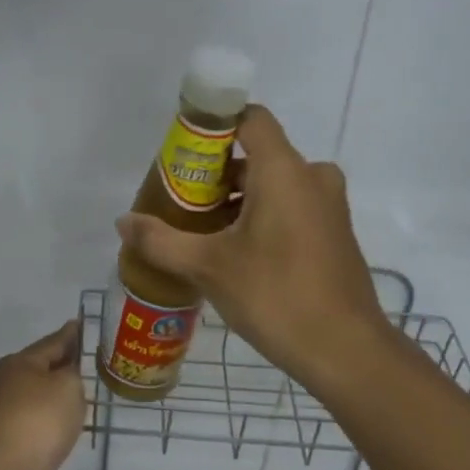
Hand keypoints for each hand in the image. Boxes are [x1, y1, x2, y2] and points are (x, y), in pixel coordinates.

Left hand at [0, 319, 85, 469]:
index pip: (53, 341)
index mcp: (20, 363)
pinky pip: (30, 428)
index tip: (84, 325)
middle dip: (62, 368)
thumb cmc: (34, 424)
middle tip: (89, 369)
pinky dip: (45, 427)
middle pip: (40, 370)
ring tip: (79, 404)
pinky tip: (58, 436)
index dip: (72, 334)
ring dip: (53, 401)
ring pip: (34, 400)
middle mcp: (4, 384)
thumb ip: (74, 375)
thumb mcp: (67, 389)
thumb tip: (66, 374)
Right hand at [116, 105, 388, 390]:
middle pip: (257, 155)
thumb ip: (161, 240)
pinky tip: (236, 254)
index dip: (214, 125)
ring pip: (274, 184)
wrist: (345, 350)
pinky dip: (262, 216)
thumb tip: (123, 222)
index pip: (249, 118)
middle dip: (216, 174)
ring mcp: (328, 206)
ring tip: (201, 232)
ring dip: (237, 200)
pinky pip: (292, 206)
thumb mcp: (208, 267)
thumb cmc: (276, 295)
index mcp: (284, 170)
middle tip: (181, 203)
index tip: (183, 153)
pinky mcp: (334, 233)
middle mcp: (312, 177)